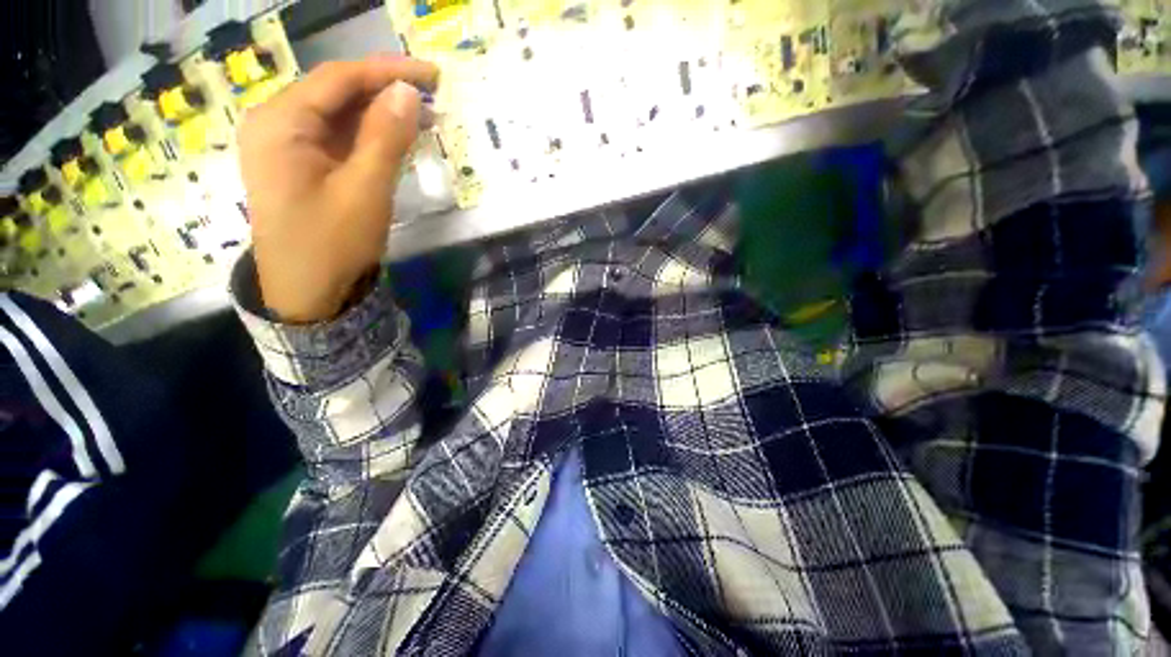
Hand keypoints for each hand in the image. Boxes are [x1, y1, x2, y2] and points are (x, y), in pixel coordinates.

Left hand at [238, 57, 438, 322]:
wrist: (307, 294)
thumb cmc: (332, 244)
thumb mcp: (365, 190)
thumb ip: (385, 138)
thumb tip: (408, 92)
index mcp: (280, 123)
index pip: (338, 79)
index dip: (386, 71)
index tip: (430, 73)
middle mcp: (277, 124)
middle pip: (336, 93)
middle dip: (385, 92)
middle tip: (433, 97)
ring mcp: (287, 146)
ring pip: (340, 116)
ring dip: (381, 115)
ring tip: (424, 119)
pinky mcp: (303, 167)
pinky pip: (339, 140)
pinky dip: (370, 137)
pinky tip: (397, 140)